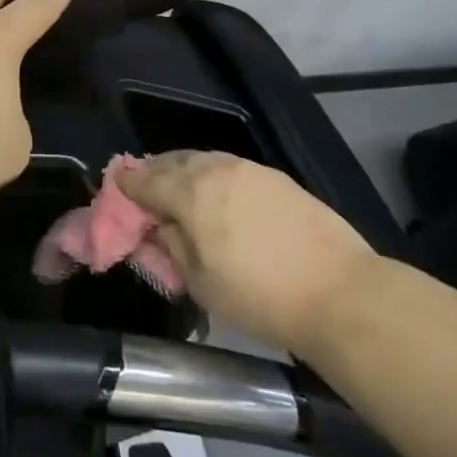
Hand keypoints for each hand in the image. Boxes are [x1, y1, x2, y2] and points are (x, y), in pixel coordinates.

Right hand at [115, 153, 377, 354]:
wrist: (341, 293)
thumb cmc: (260, 296)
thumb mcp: (200, 283)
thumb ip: (172, 246)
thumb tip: (161, 227)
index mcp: (190, 192)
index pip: (144, 179)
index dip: (126, 186)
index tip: (116, 191)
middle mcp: (216, 168)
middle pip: (172, 161)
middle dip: (153, 174)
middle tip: (145, 193)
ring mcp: (249, 169)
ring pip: (203, 160)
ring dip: (184, 172)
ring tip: (180, 194)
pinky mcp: (276, 177)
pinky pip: (230, 168)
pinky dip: (213, 176)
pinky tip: (218, 197)